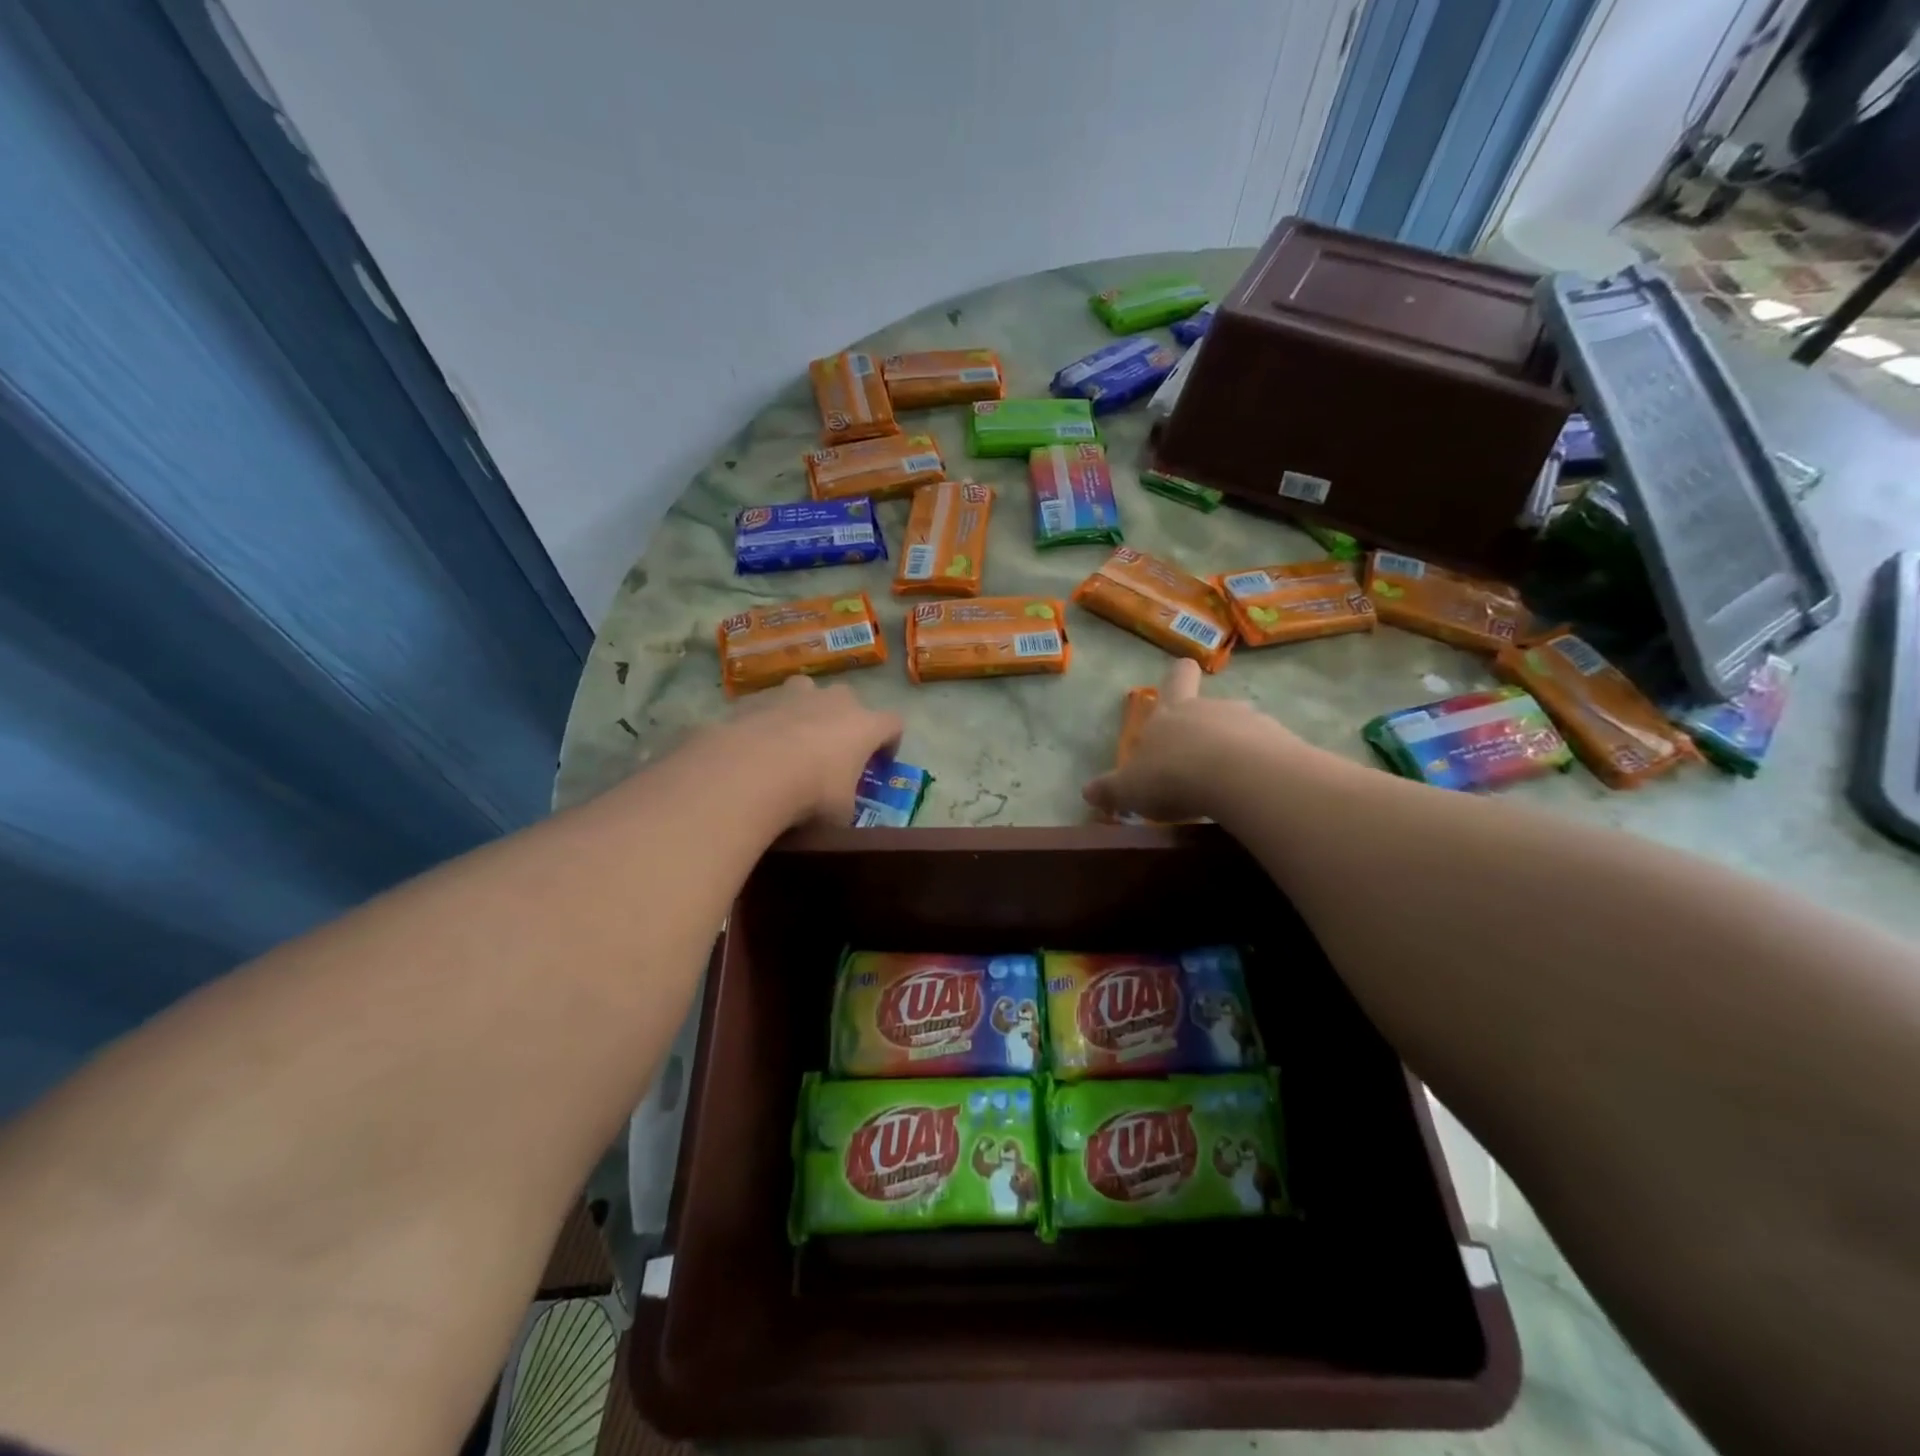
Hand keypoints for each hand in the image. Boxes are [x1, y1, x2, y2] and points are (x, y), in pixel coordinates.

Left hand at [721, 675, 902, 826]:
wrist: (749, 772)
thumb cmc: (811, 794)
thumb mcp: (841, 813)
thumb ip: (846, 801)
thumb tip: (839, 805)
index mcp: (864, 725)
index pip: (893, 724)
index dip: (891, 742)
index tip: (880, 763)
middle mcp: (834, 701)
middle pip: (850, 701)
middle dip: (845, 722)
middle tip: (834, 752)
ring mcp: (793, 694)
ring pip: (808, 692)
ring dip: (806, 710)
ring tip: (793, 739)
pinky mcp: (758, 699)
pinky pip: (770, 706)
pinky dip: (769, 721)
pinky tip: (757, 745)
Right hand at [1081, 660, 1311, 824]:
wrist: (1238, 777)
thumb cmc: (1173, 775)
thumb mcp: (1130, 788)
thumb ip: (1111, 789)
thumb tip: (1087, 792)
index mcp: (1172, 712)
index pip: (1177, 678)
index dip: (1178, 676)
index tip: (1183, 673)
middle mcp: (1211, 709)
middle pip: (1209, 705)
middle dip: (1204, 725)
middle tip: (1196, 756)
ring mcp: (1250, 723)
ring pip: (1240, 728)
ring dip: (1233, 749)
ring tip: (1226, 783)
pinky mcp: (1280, 744)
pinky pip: (1267, 753)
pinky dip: (1259, 769)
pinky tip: (1252, 793)